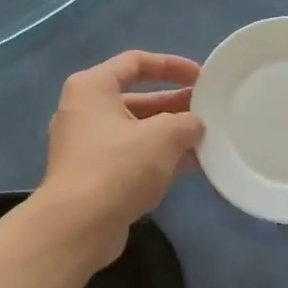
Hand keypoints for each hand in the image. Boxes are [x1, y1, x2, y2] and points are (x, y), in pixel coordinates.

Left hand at [38, 51, 205, 264]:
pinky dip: (158, 157)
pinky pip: (132, 156)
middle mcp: (85, 110)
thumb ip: (186, 123)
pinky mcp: (94, 175)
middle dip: (175, 104)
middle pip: (137, 98)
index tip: (202, 77)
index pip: (136, 62)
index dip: (172, 66)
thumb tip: (195, 125)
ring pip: (137, 130)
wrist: (78, 225)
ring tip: (207, 138)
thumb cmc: (118, 167)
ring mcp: (87, 145)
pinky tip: (190, 165)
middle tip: (209, 111)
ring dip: (170, 134)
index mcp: (93, 87)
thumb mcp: (163, 136)